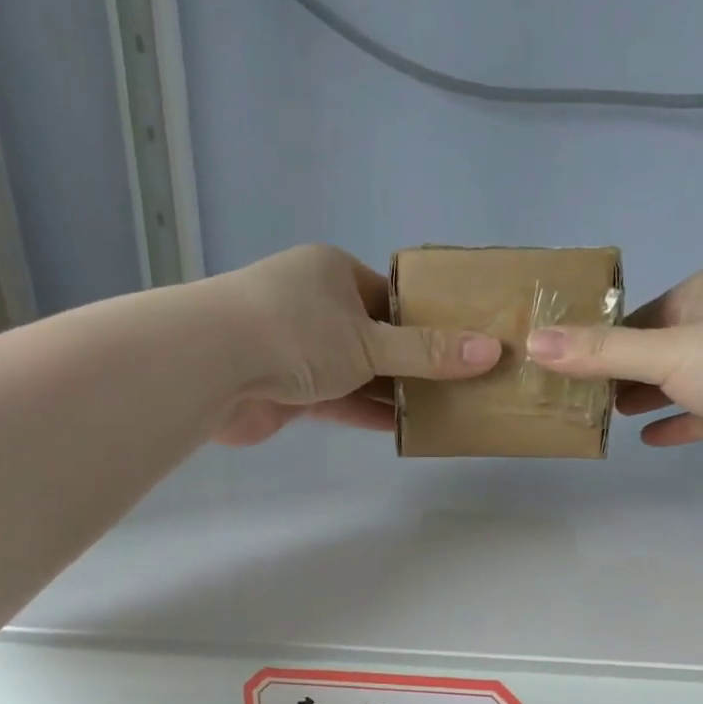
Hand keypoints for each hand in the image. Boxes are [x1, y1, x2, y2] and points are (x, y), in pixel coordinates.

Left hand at [207, 245, 500, 445]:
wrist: (212, 366)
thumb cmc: (295, 333)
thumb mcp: (370, 341)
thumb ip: (427, 352)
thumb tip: (490, 352)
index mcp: (334, 275)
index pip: (392, 297)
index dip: (428, 321)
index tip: (464, 346)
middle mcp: (317, 307)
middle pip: (378, 337)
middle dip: (416, 362)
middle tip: (463, 384)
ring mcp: (301, 350)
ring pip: (360, 373)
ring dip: (394, 393)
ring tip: (444, 410)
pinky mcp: (290, 390)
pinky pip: (340, 400)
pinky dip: (368, 413)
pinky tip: (405, 428)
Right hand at [525, 264, 702, 482]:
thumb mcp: (666, 351)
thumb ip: (601, 352)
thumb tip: (534, 342)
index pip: (642, 313)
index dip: (603, 338)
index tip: (565, 364)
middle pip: (658, 349)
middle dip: (619, 371)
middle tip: (573, 395)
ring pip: (679, 383)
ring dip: (644, 398)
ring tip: (600, 415)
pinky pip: (701, 416)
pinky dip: (675, 423)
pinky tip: (647, 439)